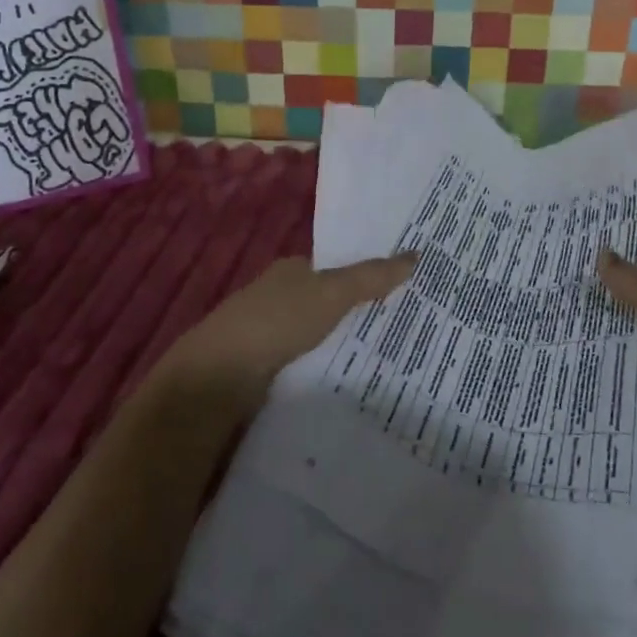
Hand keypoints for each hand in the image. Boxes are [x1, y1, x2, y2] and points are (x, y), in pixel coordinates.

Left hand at [159, 253, 416, 415]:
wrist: (221, 376)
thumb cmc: (277, 321)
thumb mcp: (331, 293)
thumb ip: (371, 278)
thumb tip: (415, 255)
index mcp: (292, 270)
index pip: (336, 268)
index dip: (367, 275)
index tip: (403, 290)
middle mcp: (279, 296)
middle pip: (328, 301)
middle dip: (358, 312)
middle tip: (405, 327)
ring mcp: (269, 333)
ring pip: (317, 335)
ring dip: (342, 344)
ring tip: (389, 359)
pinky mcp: (265, 368)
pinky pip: (306, 363)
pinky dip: (325, 368)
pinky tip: (349, 381)